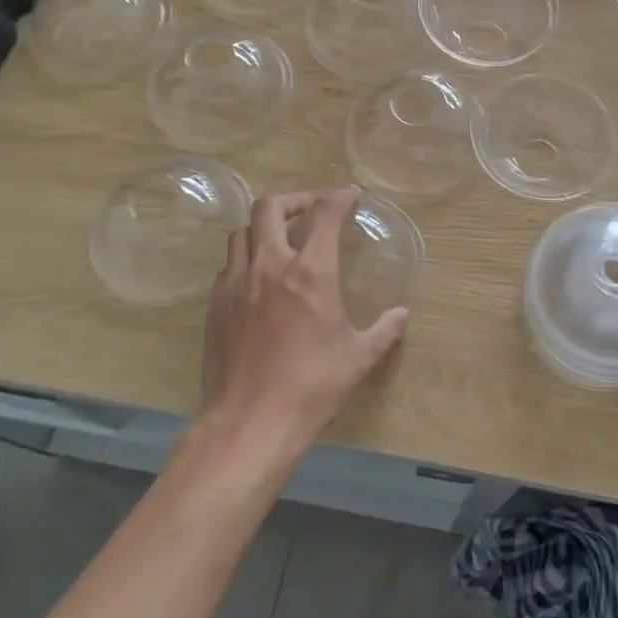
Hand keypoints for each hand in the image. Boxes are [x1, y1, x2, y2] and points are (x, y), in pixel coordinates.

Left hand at [202, 187, 407, 450]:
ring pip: (242, 232)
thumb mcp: (358, 357)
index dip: (339, 197)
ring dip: (263, 226)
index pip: (324, 215)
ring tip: (280, 238)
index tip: (349, 194)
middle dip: (293, 199)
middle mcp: (269, 267)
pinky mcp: (215, 306)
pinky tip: (258, 278)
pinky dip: (246, 258)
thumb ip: (384, 330)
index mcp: (310, 273)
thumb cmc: (312, 386)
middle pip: (270, 208)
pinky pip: (228, 266)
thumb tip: (402, 315)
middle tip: (310, 209)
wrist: (249, 423)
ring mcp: (236, 284)